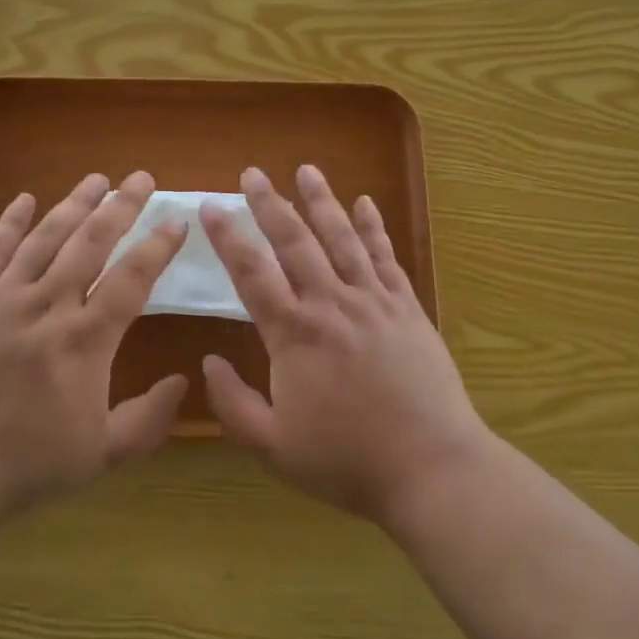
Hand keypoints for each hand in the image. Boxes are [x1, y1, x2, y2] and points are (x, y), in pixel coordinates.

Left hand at [0, 172, 188, 526]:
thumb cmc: (24, 463)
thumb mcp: (100, 455)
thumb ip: (148, 419)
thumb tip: (183, 380)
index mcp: (85, 339)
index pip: (132, 278)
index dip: (158, 246)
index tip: (177, 219)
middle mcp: (48, 304)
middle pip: (92, 242)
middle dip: (121, 206)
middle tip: (142, 177)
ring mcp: (3, 297)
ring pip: (46, 237)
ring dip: (74, 204)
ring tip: (97, 178)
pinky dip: (9, 222)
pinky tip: (24, 199)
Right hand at [199, 165, 491, 525]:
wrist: (431, 467)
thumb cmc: (347, 461)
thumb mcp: (274, 447)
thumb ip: (233, 404)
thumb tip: (208, 362)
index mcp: (294, 334)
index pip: (251, 273)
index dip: (227, 237)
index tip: (210, 207)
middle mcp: (330, 303)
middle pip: (294, 242)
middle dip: (270, 204)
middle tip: (252, 173)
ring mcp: (372, 300)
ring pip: (342, 238)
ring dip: (322, 201)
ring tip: (306, 170)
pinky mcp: (406, 307)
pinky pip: (386, 256)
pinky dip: (374, 227)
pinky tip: (365, 203)